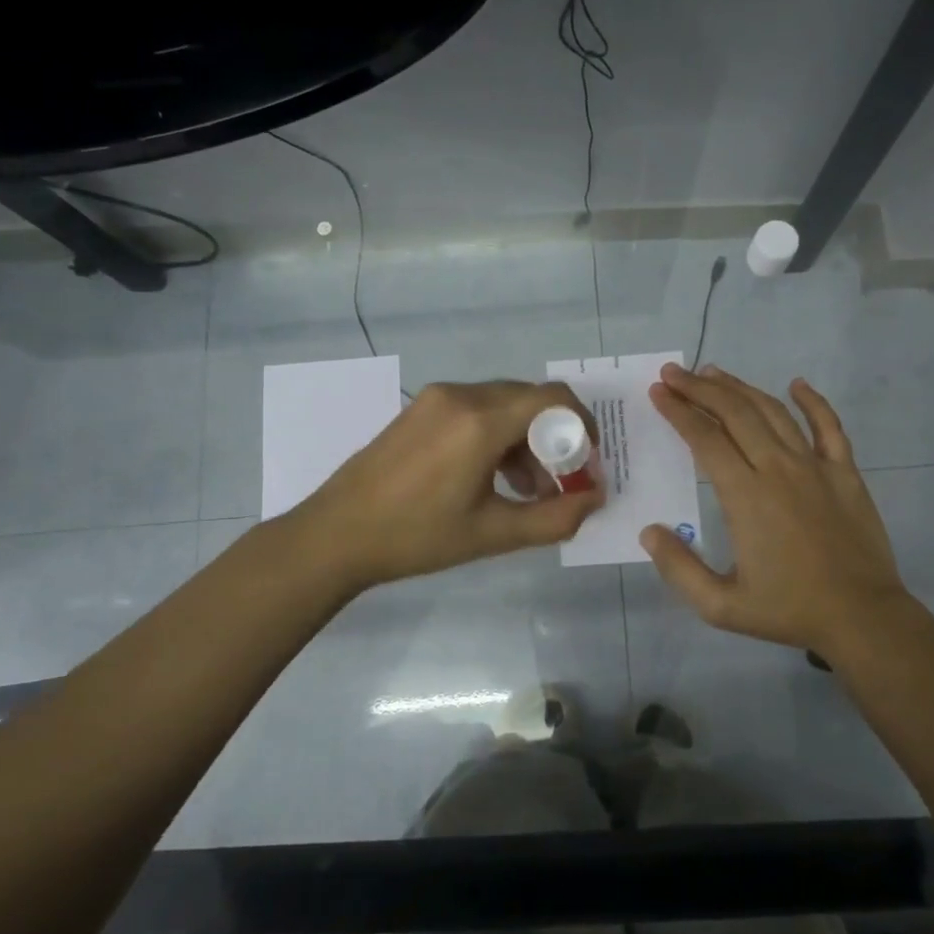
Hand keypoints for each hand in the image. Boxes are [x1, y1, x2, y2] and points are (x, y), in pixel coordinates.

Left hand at [291, 380, 605, 592]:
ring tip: (527, 489)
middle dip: (555, 438)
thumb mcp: (493, 533)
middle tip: (560, 482)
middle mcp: (462, 395)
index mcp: (481, 421)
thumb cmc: (417, 537)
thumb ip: (554, 517)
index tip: (588, 463)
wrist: (336, 534)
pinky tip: (492, 476)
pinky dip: (497, 434)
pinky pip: (476, 409)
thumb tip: (596, 499)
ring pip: (503, 404)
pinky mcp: (421, 408)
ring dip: (526, 439)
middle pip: (530, 400)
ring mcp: (437, 398)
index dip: (582, 426)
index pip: (554, 399)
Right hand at [641, 364, 914, 658]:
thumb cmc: (789, 610)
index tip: (659, 392)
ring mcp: (816, 466)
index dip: (678, 412)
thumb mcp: (721, 606)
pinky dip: (812, 401)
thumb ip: (679, 569)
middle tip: (674, 373)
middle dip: (699, 388)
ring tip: (713, 373)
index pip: (705, 439)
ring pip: (773, 412)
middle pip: (734, 413)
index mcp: (746, 495)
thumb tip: (648, 531)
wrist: (862, 617)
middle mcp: (778, 469)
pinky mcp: (845, 473)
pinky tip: (797, 384)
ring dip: (740, 388)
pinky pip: (829, 426)